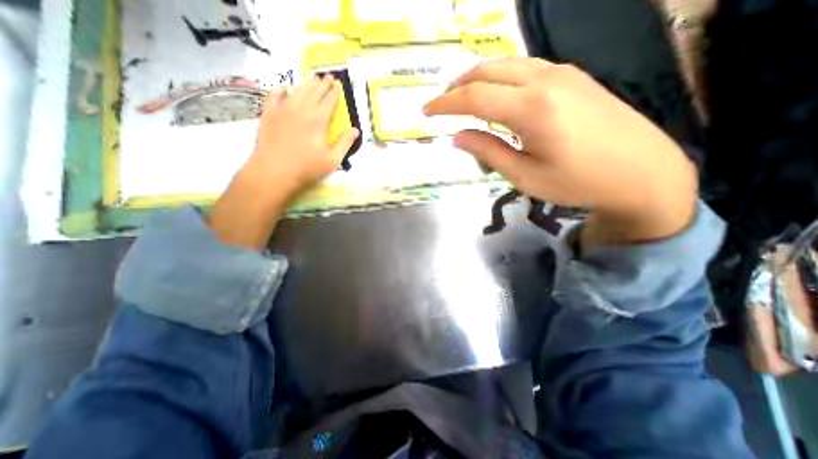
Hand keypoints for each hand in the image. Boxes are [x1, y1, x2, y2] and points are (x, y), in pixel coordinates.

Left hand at [244, 75, 356, 199]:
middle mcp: (301, 110)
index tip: (337, 84)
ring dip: (306, 84)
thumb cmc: (307, 167)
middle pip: (313, 92)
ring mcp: (282, 110)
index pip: (328, 101)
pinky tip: (284, 88)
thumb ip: (345, 143)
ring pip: (296, 91)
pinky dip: (280, 90)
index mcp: (318, 120)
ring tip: (312, 79)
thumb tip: (356, 130)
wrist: (274, 170)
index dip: (334, 92)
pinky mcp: (268, 114)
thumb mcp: (332, 160)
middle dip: (322, 84)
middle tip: (327, 76)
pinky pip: (273, 96)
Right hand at [421, 58, 695, 247]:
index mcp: (531, 109)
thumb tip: (457, 137)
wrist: (641, 172)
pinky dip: (500, 78)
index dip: (445, 104)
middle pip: (487, 71)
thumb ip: (488, 151)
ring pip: (506, 65)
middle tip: (441, 104)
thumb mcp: (525, 175)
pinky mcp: (573, 76)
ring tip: (462, 99)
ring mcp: (562, 73)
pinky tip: (496, 95)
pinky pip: (525, 68)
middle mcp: (545, 80)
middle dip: (457, 86)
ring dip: (478, 79)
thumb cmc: (577, 183)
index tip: (426, 111)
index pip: (474, 97)